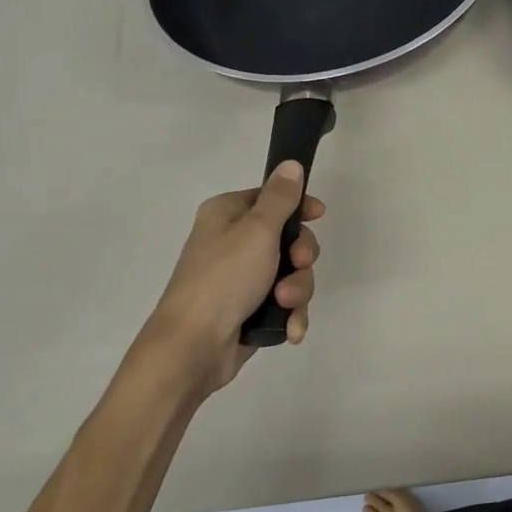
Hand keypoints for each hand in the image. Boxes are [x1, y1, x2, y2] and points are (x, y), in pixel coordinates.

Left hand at [137, 161, 323, 393]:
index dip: (298, 206)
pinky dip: (290, 315)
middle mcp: (233, 243)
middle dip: (300, 257)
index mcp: (227, 215)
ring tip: (284, 304)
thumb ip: (280, 197)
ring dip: (296, 289)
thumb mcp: (257, 230)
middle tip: (298, 264)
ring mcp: (241, 279)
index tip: (319, 215)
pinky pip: (284, 304)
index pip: (271, 198)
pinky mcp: (249, 310)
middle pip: (288, 238)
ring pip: (291, 273)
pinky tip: (290, 330)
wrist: (193, 347)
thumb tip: (290, 164)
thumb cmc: (224, 278)